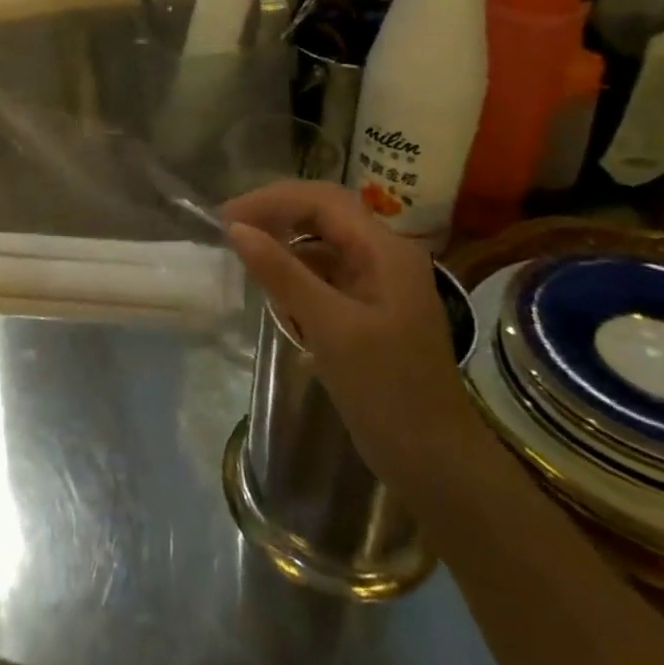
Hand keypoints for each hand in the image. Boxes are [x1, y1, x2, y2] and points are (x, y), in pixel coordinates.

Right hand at [222, 180, 484, 489]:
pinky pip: (325, 275)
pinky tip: (273, 292)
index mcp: (386, 251)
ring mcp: (377, 284)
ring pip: (322, 244)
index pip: (323, 200)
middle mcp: (385, 257)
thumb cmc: (389, 391)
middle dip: (276, 215)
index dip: (272, 200)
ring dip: (283, 244)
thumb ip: (283, 274)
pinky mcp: (367, 310)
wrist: (436, 464)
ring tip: (244, 257)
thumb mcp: (331, 328)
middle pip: (323, 215)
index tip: (227, 218)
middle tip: (229, 231)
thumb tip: (236, 229)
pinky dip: (295, 275)